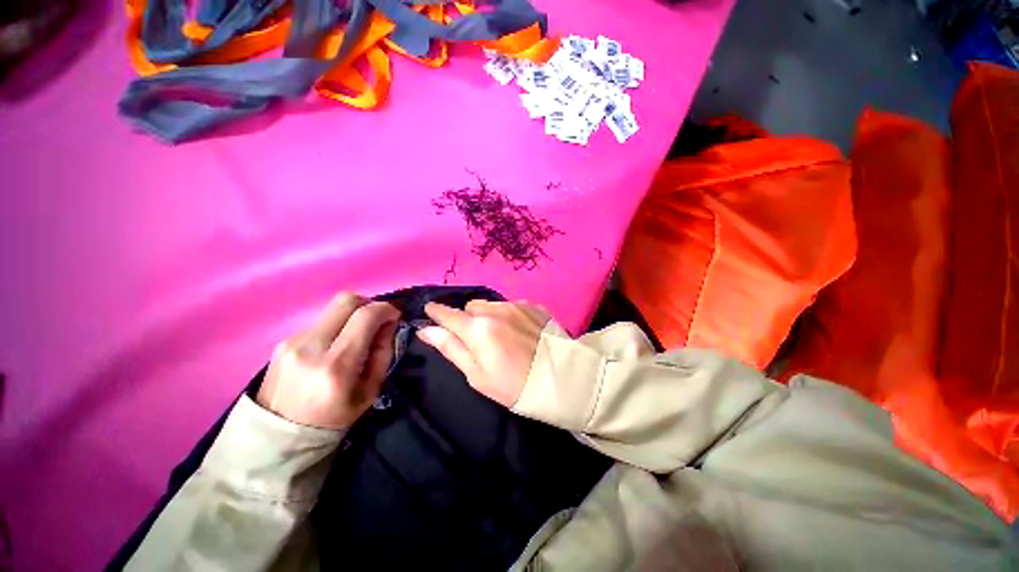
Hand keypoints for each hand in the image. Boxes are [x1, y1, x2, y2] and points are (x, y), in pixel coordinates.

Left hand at [257, 293, 399, 429]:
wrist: (277, 438)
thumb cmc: (333, 418)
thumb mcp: (370, 390)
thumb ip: (383, 352)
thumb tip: (388, 324)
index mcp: (336, 365)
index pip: (366, 316)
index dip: (386, 309)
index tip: (395, 316)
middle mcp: (311, 346)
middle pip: (346, 300)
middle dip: (369, 304)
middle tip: (376, 320)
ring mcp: (292, 341)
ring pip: (332, 309)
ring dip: (351, 316)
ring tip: (354, 338)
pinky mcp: (282, 341)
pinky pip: (319, 322)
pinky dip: (335, 326)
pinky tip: (333, 347)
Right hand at [417, 300, 549, 406]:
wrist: (561, 379)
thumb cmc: (514, 386)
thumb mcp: (477, 375)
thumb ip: (451, 348)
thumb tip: (426, 330)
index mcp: (479, 329)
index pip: (448, 314)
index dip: (436, 313)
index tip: (430, 311)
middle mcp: (496, 310)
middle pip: (471, 307)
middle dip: (468, 318)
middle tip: (477, 338)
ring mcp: (516, 305)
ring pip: (491, 304)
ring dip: (488, 315)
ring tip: (500, 335)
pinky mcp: (533, 306)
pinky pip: (511, 305)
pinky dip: (508, 315)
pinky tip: (519, 331)